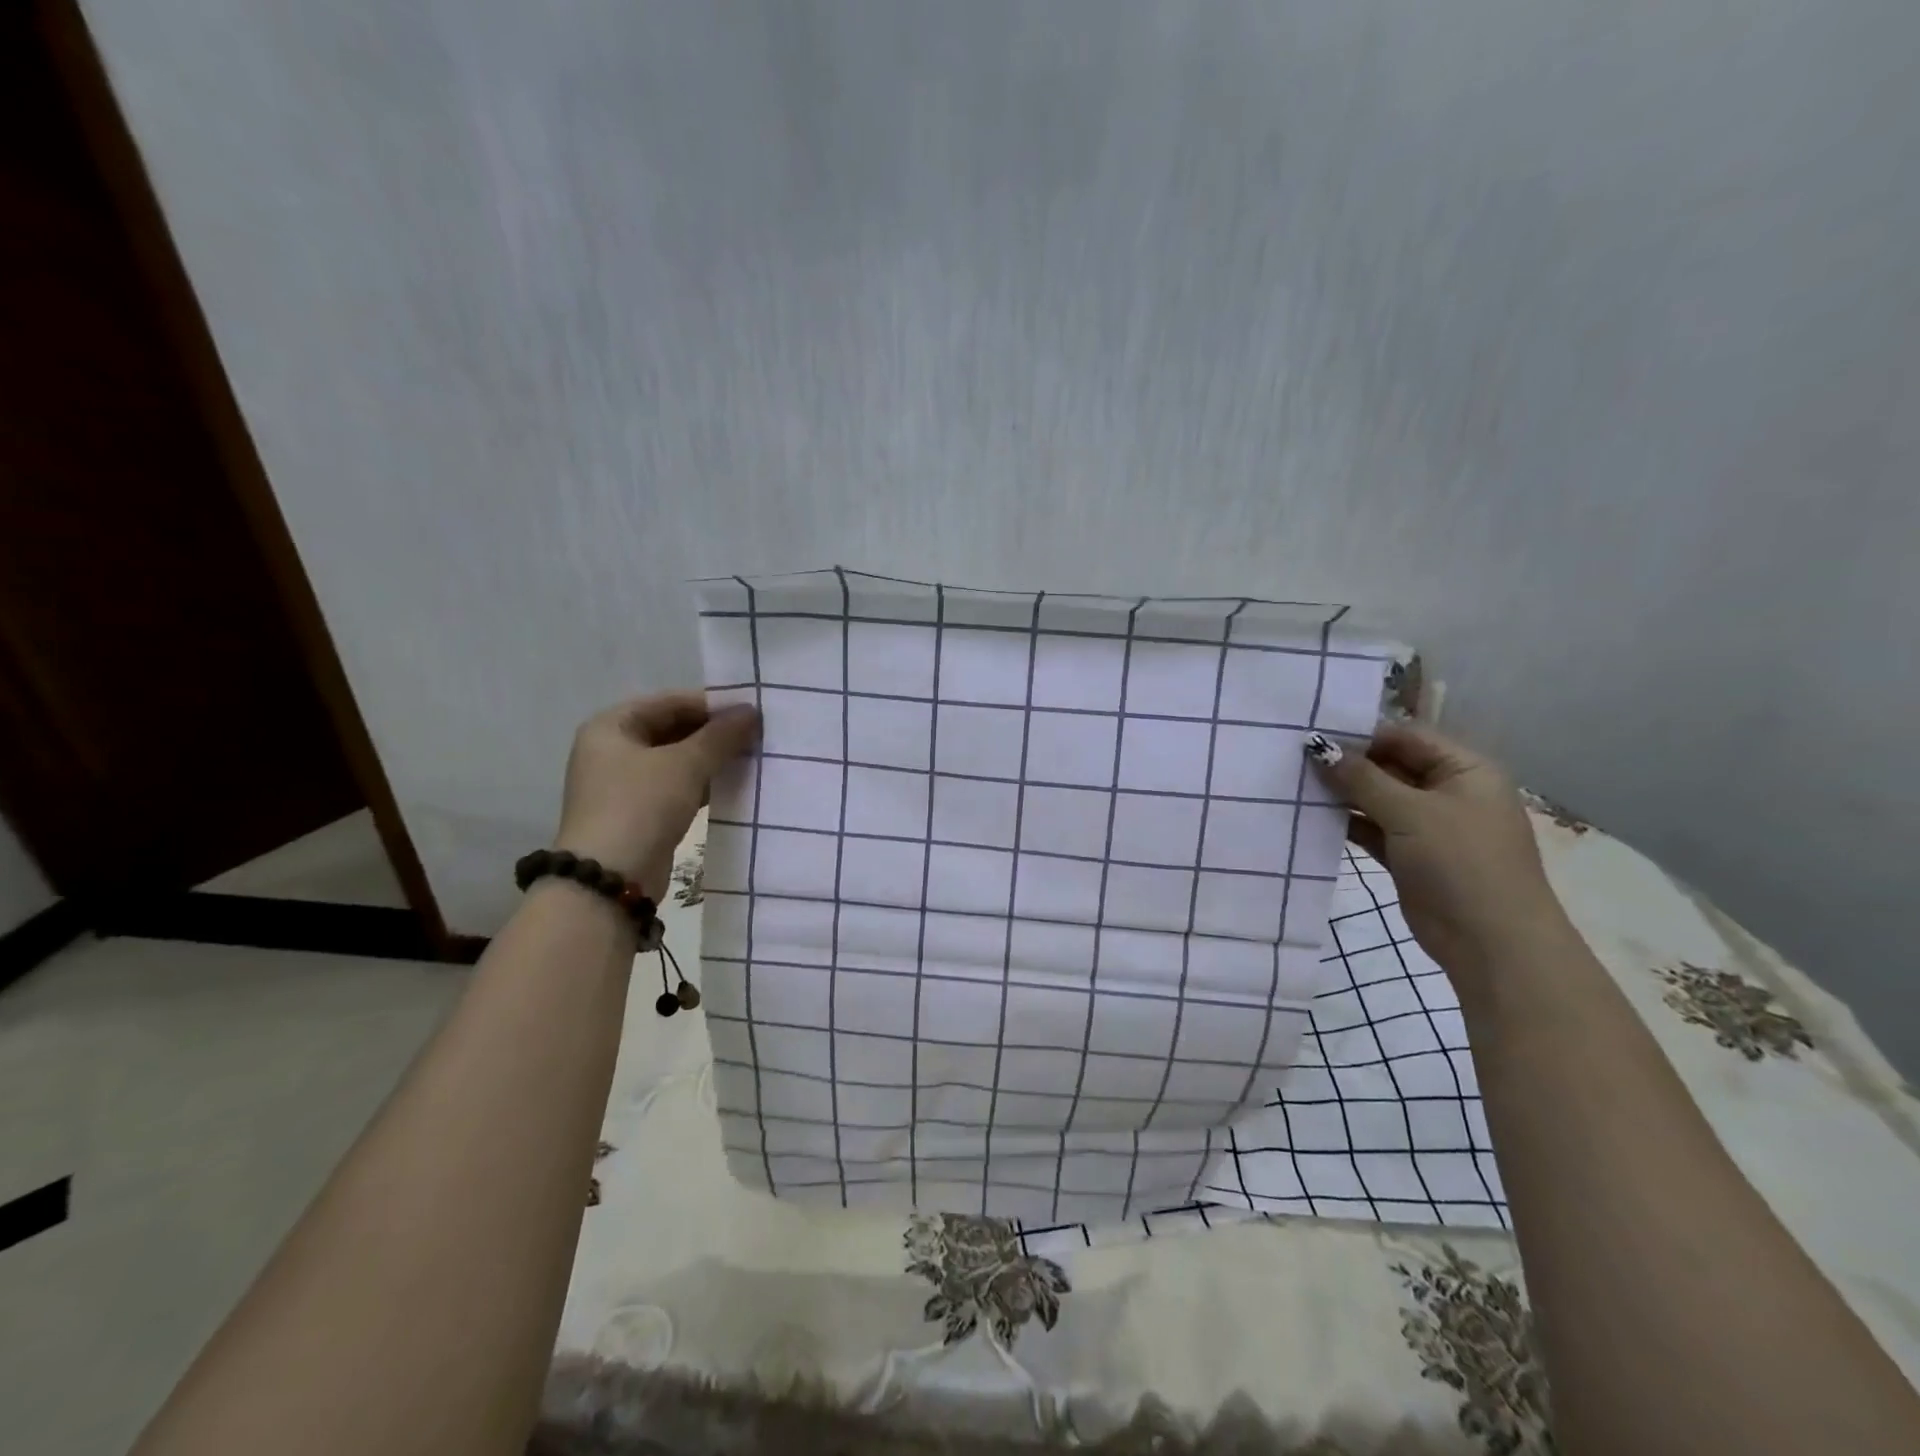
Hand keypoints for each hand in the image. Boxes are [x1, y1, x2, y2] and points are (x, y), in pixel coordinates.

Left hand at [553, 693, 760, 896]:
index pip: (669, 702)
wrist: (611, 881)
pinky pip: (676, 787)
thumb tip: (751, 711)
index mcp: (611, 727)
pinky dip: (702, 784)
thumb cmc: (640, 807)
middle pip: (672, 730)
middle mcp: (612, 751)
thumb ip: (720, 736)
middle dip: (714, 734)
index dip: (710, 704)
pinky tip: (734, 785)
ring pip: (677, 760)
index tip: (750, 712)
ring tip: (752, 758)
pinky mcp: (639, 814)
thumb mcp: (684, 765)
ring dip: (711, 759)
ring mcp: (624, 785)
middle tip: (756, 736)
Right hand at [1307, 722, 1563, 977]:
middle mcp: (1448, 792)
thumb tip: (1317, 745)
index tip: (1312, 734)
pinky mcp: (1409, 855)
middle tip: (1294, 758)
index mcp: (1465, 770)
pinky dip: (1346, 822)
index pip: (1406, 737)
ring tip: (1294, 784)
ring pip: (1377, 798)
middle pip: (1390, 766)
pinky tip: (1310, 815)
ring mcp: (1428, 826)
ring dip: (1342, 793)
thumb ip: (1361, 778)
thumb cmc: (1461, 863)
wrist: (1491, 943)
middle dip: (1346, 764)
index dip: (1361, 735)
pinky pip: (1372, 828)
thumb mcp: (1410, 812)